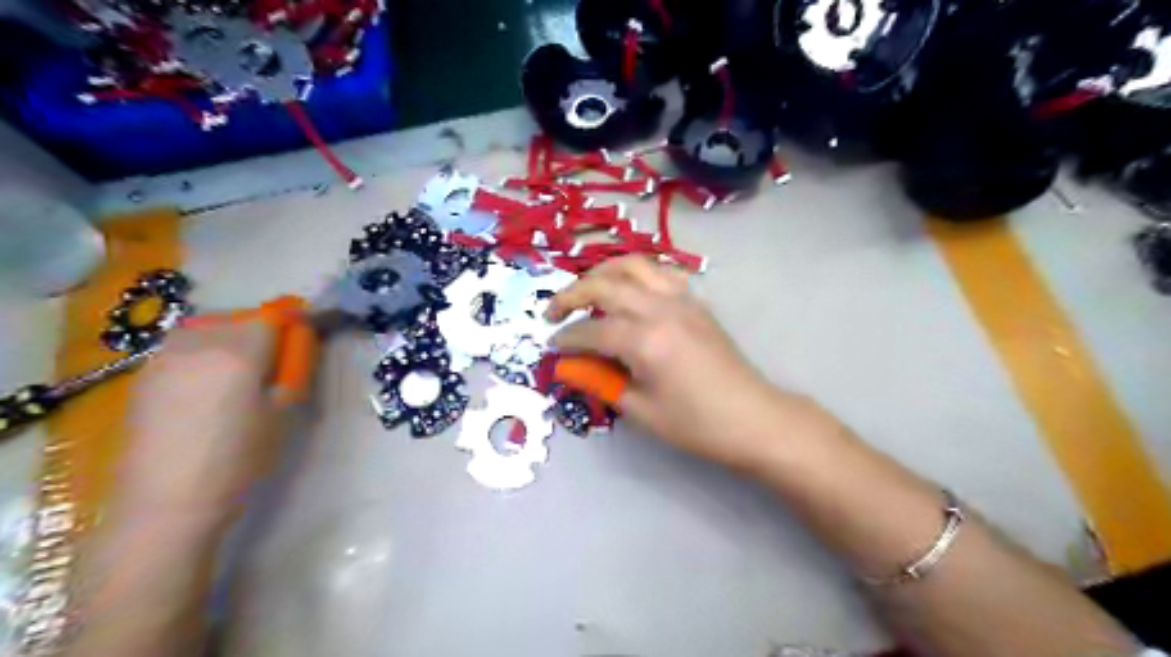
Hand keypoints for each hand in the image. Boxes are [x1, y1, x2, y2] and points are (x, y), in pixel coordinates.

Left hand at [116, 319, 286, 521]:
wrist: (168, 503)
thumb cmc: (240, 459)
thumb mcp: (284, 413)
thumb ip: (294, 368)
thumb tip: (301, 340)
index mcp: (239, 351)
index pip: (274, 317)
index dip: (294, 323)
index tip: (307, 336)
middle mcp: (199, 344)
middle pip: (239, 319)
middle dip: (263, 331)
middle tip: (277, 362)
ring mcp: (164, 358)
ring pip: (208, 329)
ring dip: (230, 338)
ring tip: (241, 372)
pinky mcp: (144, 377)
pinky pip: (183, 348)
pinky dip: (203, 353)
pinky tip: (208, 386)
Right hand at [546, 256, 816, 470]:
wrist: (752, 417)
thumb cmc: (696, 424)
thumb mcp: (641, 410)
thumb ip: (601, 381)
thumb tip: (568, 367)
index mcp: (644, 340)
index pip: (590, 331)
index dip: (565, 338)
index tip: (551, 348)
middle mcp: (660, 309)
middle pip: (604, 285)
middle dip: (570, 295)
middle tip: (553, 313)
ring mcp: (681, 299)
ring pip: (632, 265)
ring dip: (602, 273)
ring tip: (586, 291)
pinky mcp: (695, 301)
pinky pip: (659, 272)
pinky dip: (636, 274)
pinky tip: (629, 291)